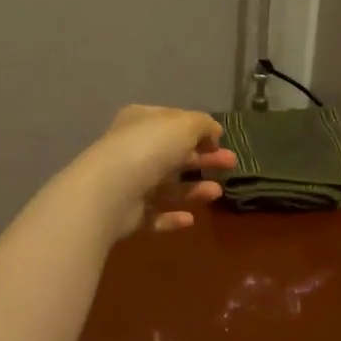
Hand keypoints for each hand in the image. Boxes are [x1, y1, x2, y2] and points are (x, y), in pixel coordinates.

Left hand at [75, 105, 237, 237]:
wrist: (110, 192)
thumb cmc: (149, 149)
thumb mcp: (184, 125)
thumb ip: (203, 124)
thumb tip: (213, 132)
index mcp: (141, 122)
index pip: (172, 121)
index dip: (197, 129)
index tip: (220, 140)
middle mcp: (132, 150)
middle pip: (173, 154)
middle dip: (203, 159)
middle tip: (231, 164)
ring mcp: (128, 183)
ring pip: (166, 185)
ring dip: (193, 189)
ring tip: (217, 193)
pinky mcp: (127, 214)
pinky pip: (154, 215)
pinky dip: (172, 216)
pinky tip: (191, 218)